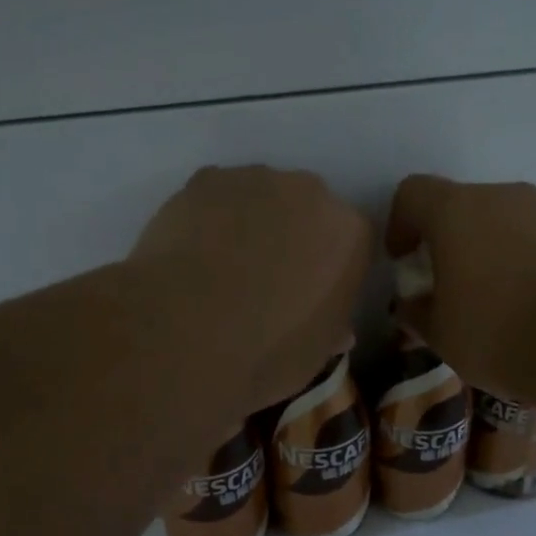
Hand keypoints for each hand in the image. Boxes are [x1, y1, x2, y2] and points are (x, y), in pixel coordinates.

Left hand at [131, 165, 372, 413]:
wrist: (185, 333)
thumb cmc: (266, 353)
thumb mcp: (315, 356)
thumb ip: (331, 330)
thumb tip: (336, 330)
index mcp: (350, 235)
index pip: (350, 245)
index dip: (329, 272)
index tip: (310, 298)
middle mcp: (312, 193)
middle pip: (308, 212)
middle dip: (293, 239)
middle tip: (266, 281)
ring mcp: (256, 180)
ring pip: (261, 199)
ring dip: (251, 225)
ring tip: (222, 270)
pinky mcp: (206, 179)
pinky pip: (216, 198)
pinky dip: (210, 220)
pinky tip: (193, 256)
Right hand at [385, 174, 535, 399]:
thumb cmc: (498, 331)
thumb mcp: (441, 335)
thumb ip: (418, 313)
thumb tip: (412, 306)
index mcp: (455, 211)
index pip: (413, 193)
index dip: (400, 223)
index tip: (403, 260)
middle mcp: (502, 196)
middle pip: (462, 206)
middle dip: (448, 241)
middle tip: (448, 285)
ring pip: (505, 221)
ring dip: (491, 250)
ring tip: (496, 300)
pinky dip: (527, 261)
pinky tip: (534, 304)